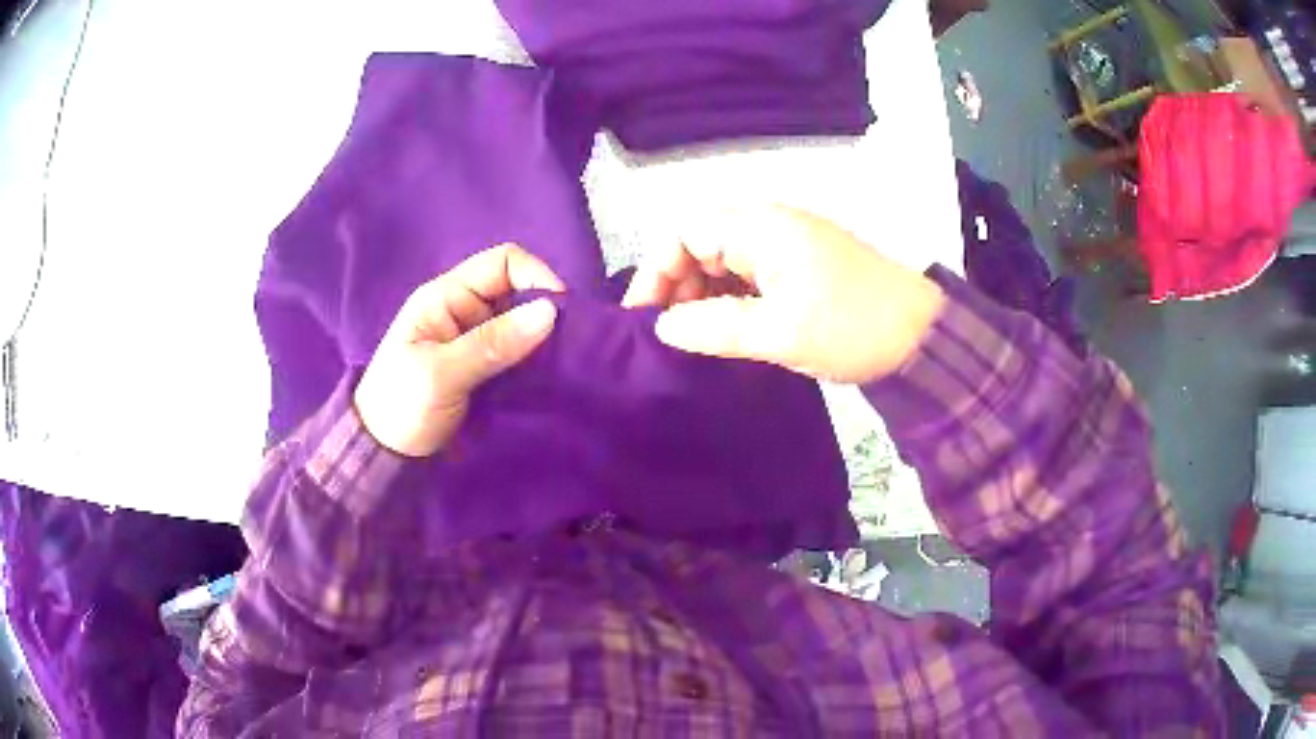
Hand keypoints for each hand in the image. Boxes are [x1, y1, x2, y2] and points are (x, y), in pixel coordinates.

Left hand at [354, 244, 563, 456]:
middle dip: (545, 312)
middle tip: (567, 346)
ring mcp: (475, 339)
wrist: (383, 454)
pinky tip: (548, 377)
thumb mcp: (441, 375)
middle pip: (518, 291)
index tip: (560, 313)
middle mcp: (464, 310)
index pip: (502, 263)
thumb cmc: (401, 407)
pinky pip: (519, 352)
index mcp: (446, 297)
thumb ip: (492, 344)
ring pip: (522, 323)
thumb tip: (550, 312)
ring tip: (562, 365)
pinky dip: (536, 361)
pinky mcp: (484, 367)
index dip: (536, 276)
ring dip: (543, 340)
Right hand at [622, 207, 944, 383]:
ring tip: (694, 339)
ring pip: (723, 260)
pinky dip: (729, 300)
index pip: (685, 232)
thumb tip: (663, 327)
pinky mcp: (799, 265)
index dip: (657, 270)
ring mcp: (786, 244)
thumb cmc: (852, 328)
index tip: (644, 316)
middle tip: (669, 334)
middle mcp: (769, 225)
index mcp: (762, 227)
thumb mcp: (780, 333)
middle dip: (677, 285)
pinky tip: (725, 331)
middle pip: (700, 242)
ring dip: (703, 295)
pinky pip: (748, 274)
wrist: (920, 336)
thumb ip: (715, 327)